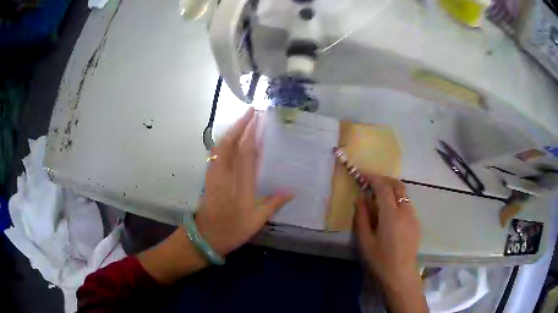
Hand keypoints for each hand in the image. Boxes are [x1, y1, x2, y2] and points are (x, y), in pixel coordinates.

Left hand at [195, 107, 293, 255]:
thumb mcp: (256, 222)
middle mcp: (226, 176)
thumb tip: (291, 191)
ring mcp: (214, 176)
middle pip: (230, 145)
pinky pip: (215, 155)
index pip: (245, 154)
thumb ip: (272, 204)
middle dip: (240, 125)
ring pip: (220, 147)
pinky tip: (229, 140)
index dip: (250, 134)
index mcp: (241, 186)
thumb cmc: (232, 231)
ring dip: (231, 131)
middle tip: (251, 111)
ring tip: (242, 121)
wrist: (205, 238)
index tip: (257, 120)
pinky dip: (223, 143)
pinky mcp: (208, 178)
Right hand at [354, 175, 420, 288]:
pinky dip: (397, 201)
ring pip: (403, 195)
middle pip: (398, 186)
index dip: (373, 178)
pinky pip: (406, 205)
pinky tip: (389, 214)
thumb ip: (362, 217)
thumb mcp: (365, 241)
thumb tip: (359, 199)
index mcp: (391, 214)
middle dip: (384, 180)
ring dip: (391, 191)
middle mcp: (405, 210)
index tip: (362, 175)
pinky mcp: (416, 223)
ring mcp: (413, 216)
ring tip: (378, 200)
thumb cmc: (380, 260)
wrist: (401, 275)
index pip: (383, 188)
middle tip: (371, 184)